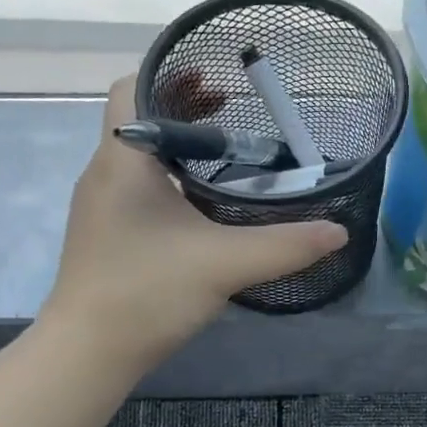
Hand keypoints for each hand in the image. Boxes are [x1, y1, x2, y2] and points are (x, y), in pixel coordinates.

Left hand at [41, 77, 347, 369]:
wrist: (88, 353)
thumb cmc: (146, 292)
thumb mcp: (224, 264)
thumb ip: (285, 245)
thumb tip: (338, 231)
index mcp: (122, 160)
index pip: (131, 87)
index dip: (170, 73)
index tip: (216, 79)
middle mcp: (104, 173)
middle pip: (139, 119)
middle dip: (184, 108)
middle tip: (234, 110)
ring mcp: (101, 207)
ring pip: (139, 157)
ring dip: (178, 148)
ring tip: (227, 154)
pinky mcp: (106, 236)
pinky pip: (138, 189)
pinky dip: (170, 181)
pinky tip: (203, 207)